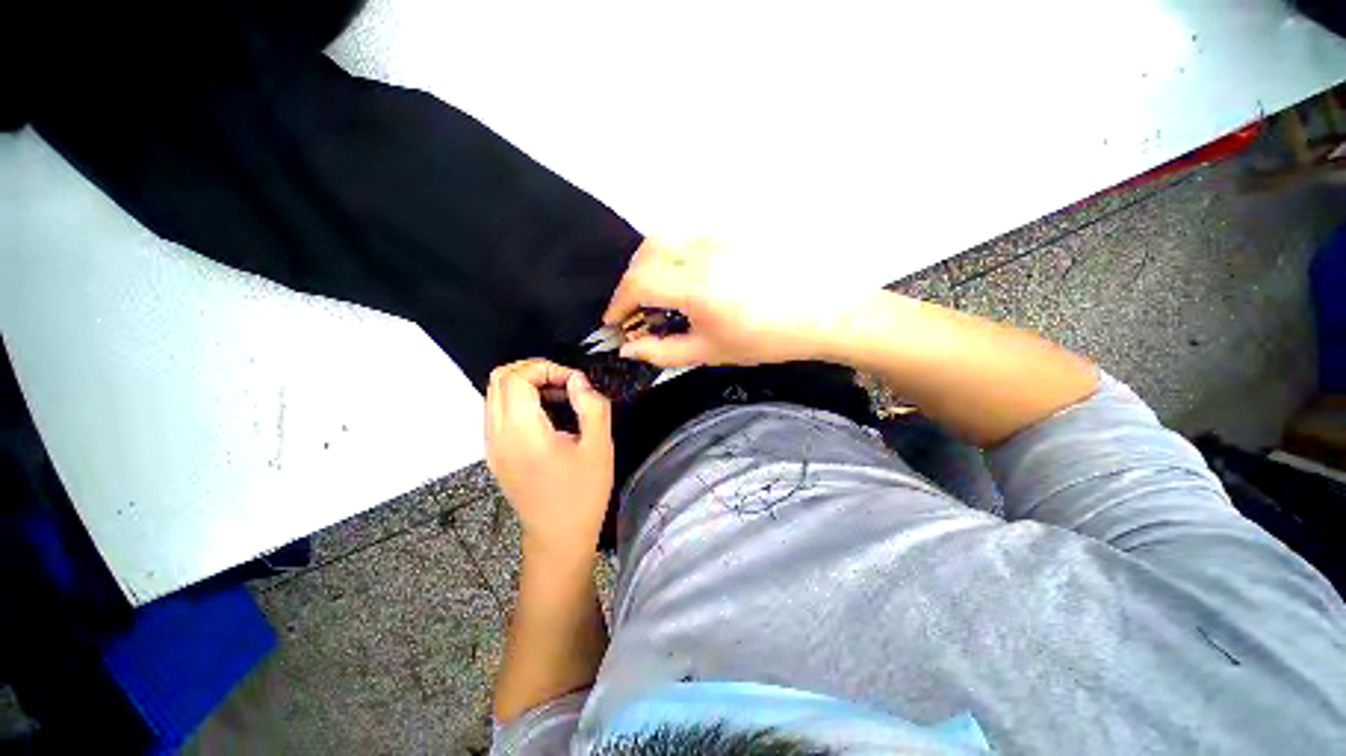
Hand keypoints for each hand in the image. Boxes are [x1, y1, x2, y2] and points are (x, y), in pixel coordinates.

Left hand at [485, 359, 613, 560]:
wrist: (558, 537)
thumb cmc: (583, 493)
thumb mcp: (599, 447)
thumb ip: (592, 406)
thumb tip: (578, 380)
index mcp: (522, 433)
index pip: (516, 378)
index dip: (545, 368)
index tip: (574, 381)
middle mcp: (497, 435)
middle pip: (499, 379)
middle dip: (533, 370)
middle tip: (565, 382)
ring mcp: (491, 445)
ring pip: (495, 393)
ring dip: (525, 383)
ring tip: (559, 395)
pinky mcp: (495, 453)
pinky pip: (498, 411)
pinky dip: (519, 399)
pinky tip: (547, 414)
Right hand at [602, 238, 851, 366]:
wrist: (822, 313)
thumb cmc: (766, 340)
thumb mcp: (709, 353)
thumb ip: (663, 351)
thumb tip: (628, 348)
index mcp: (698, 286)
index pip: (639, 282)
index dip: (618, 302)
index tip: (615, 321)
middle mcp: (704, 253)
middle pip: (647, 252)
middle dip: (631, 280)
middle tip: (634, 309)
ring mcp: (720, 238)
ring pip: (668, 241)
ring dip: (651, 266)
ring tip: (657, 296)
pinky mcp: (733, 234)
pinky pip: (690, 241)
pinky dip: (674, 259)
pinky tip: (686, 283)